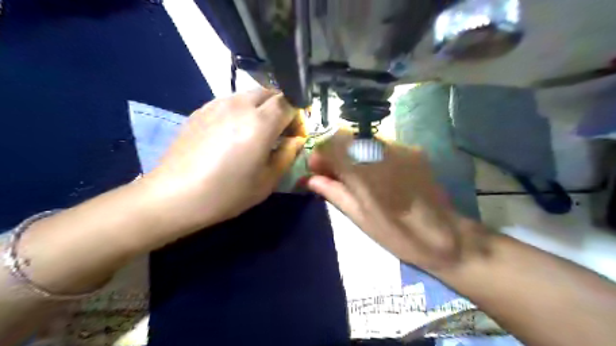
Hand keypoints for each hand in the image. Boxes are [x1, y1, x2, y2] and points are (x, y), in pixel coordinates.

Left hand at [141, 90, 304, 234]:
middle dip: (280, 108)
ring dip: (260, 109)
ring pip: (249, 95)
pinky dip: (240, 112)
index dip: (297, 116)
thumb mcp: (267, 180)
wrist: (176, 195)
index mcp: (261, 123)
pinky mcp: (200, 110)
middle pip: (270, 93)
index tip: (295, 134)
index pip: (289, 102)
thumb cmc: (227, 192)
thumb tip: (296, 140)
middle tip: (278, 132)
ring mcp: (217, 105)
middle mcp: (240, 105)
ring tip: (254, 133)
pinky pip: (229, 102)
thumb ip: (287, 155)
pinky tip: (231, 135)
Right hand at [308, 129, 466, 270]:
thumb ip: (334, 192)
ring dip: (350, 152)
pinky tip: (371, 172)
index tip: (315, 169)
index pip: (332, 146)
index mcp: (365, 172)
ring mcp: (401, 149)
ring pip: (363, 140)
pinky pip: (381, 145)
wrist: (445, 235)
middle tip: (330, 172)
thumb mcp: (360, 217)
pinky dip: (367, 154)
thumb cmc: (398, 234)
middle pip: (347, 137)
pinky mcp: (413, 151)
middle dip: (333, 152)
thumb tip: (310, 179)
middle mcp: (382, 152)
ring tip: (349, 173)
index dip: (319, 154)